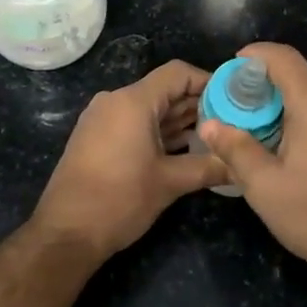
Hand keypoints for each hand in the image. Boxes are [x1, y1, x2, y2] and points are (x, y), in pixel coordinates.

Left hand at [30, 59, 227, 258]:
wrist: (66, 233)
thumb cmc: (119, 200)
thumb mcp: (170, 183)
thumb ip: (208, 167)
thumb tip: (241, 165)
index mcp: (133, 102)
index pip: (178, 73)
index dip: (208, 81)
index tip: (234, 98)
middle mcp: (115, 101)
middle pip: (164, 90)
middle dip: (198, 104)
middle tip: (232, 121)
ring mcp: (103, 119)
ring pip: (150, 108)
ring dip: (180, 120)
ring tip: (215, 135)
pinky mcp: (97, 137)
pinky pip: (134, 122)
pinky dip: (159, 131)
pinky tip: (184, 148)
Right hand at [197, 43, 306, 287]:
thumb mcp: (264, 187)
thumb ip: (235, 148)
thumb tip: (209, 125)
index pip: (282, 57)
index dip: (256, 55)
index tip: (236, 67)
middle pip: (304, 81)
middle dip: (276, 94)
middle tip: (253, 122)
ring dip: (303, 112)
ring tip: (285, 146)